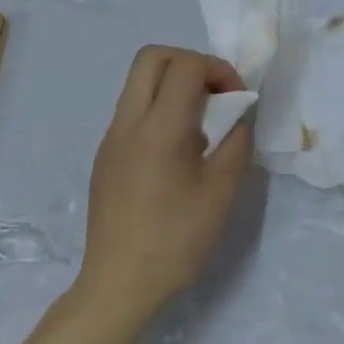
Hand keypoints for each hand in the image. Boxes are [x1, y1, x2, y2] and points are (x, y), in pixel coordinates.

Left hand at [75, 46, 253, 329]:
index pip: (185, 65)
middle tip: (215, 94)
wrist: (119, 286)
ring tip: (200, 124)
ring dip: (173, 85)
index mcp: (159, 128)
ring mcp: (111, 138)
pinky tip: (177, 150)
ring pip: (138, 82)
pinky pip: (132, 110)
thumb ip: (236, 142)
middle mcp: (128, 122)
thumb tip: (239, 115)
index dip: (218, 69)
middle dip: (190, 63)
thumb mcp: (222, 192)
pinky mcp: (105, 156)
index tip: (237, 99)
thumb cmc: (176, 240)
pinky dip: (159, 108)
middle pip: (152, 57)